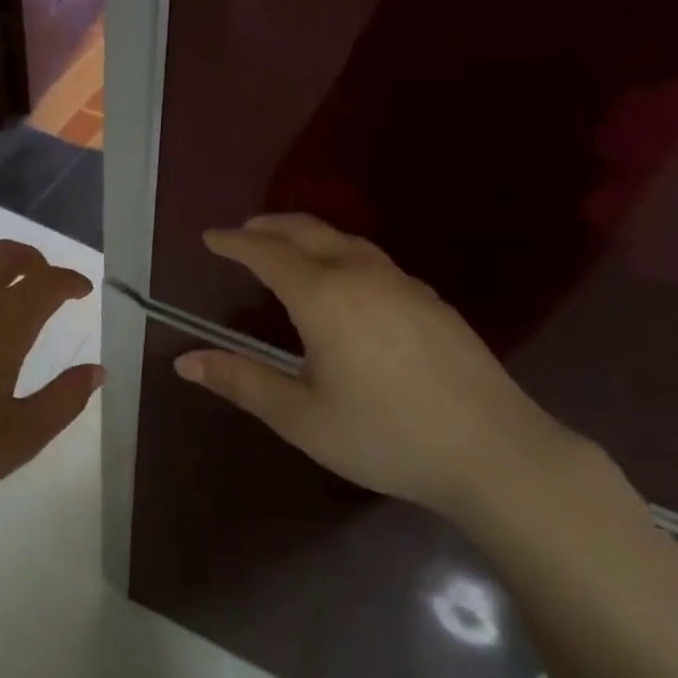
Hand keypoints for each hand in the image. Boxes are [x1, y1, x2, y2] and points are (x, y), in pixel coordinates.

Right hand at [173, 214, 576, 516]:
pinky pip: (373, 260)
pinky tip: (346, 283)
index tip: (210, 237)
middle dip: (269, 227)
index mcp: (324, 297)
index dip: (234, 243)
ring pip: (345, 241)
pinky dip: (341, 254)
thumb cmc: (385, 436)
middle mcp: (362, 275)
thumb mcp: (301, 417)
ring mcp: (403, 284)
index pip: (267, 254)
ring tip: (287, 248)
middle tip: (242, 232)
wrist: (494, 451)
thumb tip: (184, 361)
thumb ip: (242, 382)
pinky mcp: (432, 301)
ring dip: (308, 236)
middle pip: (308, 232)